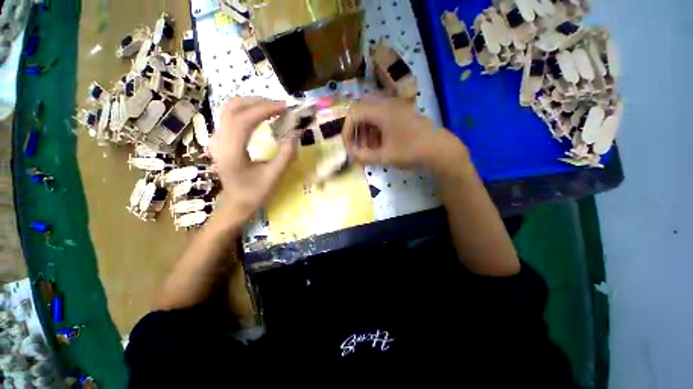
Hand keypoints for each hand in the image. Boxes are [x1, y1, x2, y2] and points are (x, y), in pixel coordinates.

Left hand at [209, 98, 294, 219]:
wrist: (236, 202)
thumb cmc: (255, 192)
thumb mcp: (274, 176)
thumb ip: (286, 154)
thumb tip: (296, 133)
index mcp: (231, 153)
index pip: (243, 120)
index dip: (264, 109)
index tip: (284, 107)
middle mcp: (218, 141)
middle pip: (233, 108)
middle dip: (259, 102)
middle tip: (281, 107)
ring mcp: (216, 139)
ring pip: (230, 109)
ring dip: (252, 104)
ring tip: (273, 109)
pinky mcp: (219, 139)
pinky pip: (230, 116)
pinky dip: (247, 110)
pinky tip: (261, 116)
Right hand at [342, 98, 467, 174]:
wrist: (440, 150)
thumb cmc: (412, 152)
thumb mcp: (385, 157)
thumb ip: (364, 156)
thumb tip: (351, 154)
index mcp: (382, 111)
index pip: (354, 112)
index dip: (347, 130)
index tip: (348, 147)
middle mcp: (387, 104)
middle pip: (361, 111)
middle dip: (355, 130)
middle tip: (357, 147)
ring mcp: (395, 108)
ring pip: (371, 115)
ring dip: (365, 131)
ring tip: (368, 149)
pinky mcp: (400, 114)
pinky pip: (381, 119)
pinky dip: (375, 131)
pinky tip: (379, 145)